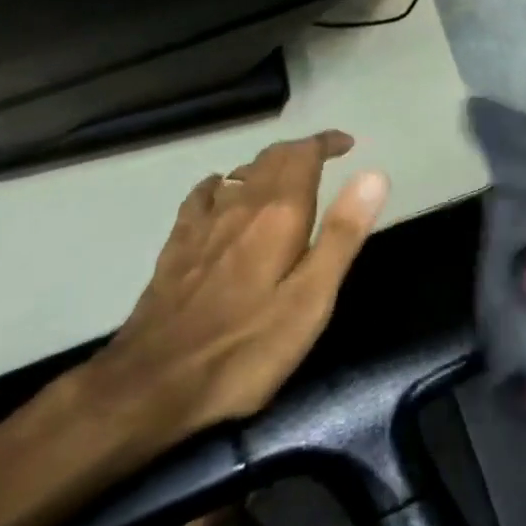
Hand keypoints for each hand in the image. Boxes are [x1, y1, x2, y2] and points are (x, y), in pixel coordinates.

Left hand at [90, 131, 388, 447]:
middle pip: (271, 157)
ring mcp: (204, 224)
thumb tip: (374, 174)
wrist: (152, 383)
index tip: (347, 144)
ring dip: (268, 164)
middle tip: (325, 157)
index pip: (304, 155)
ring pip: (240, 173)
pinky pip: (203, 195)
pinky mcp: (177, 246)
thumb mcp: (311, 298)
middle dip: (301, 150)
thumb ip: (343, 233)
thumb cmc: (246, 346)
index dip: (326, 143)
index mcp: (279, 213)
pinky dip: (224, 183)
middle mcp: (241, 205)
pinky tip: (223, 191)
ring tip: (286, 176)